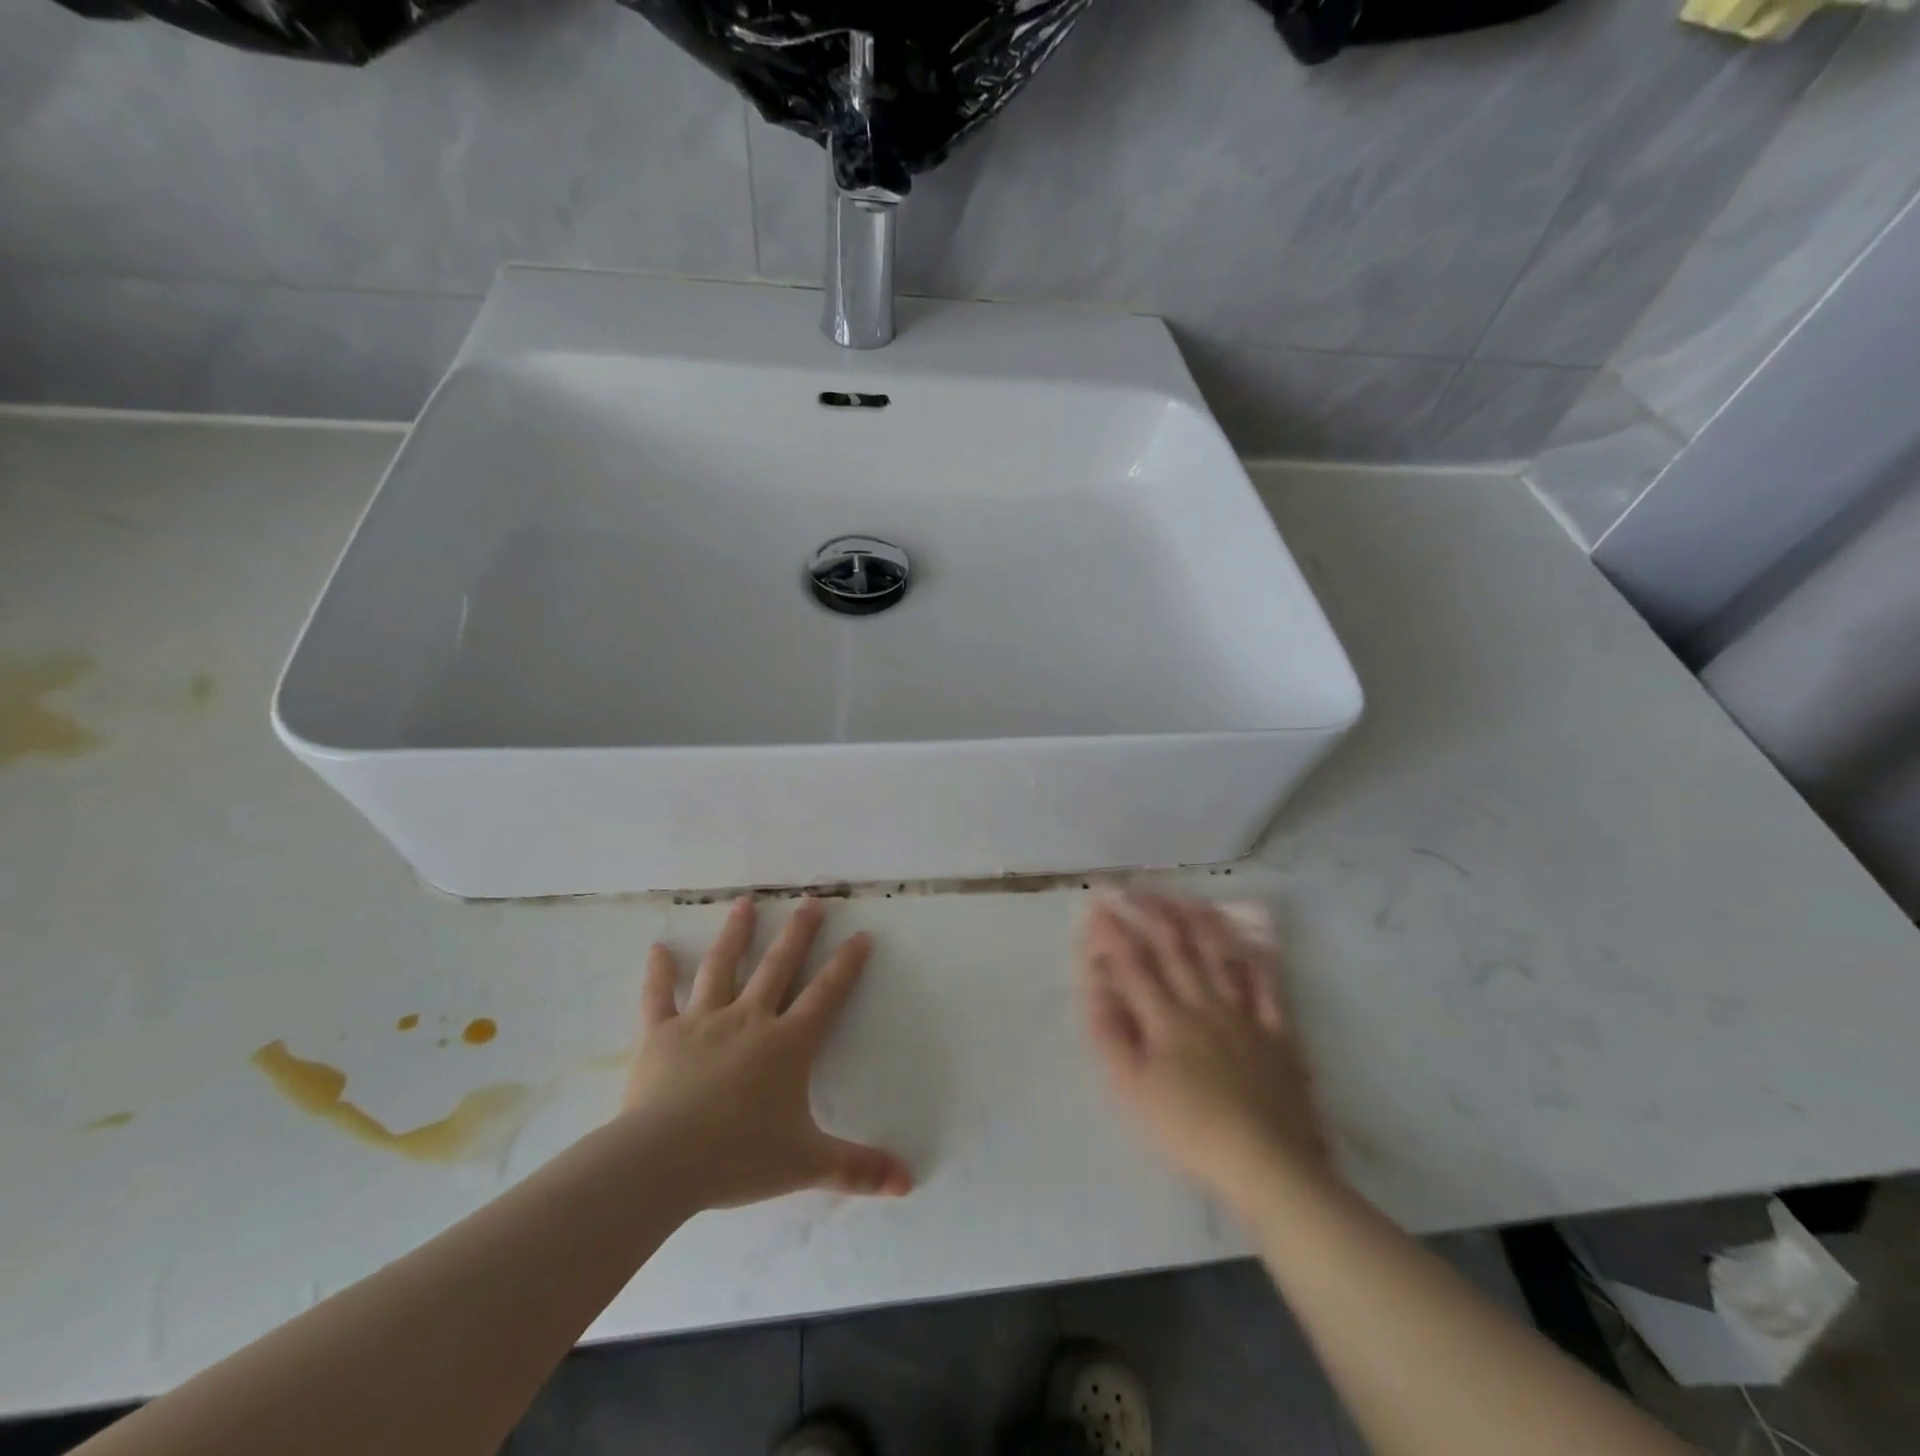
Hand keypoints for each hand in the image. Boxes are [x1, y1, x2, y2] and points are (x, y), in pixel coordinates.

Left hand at [618, 896, 912, 1212]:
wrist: (662, 1163)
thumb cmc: (739, 1158)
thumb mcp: (806, 1164)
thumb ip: (857, 1169)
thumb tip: (908, 1183)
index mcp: (787, 1044)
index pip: (826, 994)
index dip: (847, 964)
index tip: (861, 934)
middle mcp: (749, 1020)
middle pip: (778, 966)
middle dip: (798, 933)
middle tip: (810, 901)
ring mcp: (702, 1022)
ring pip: (722, 967)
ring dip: (736, 934)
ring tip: (745, 903)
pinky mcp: (660, 1035)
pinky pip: (658, 998)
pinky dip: (658, 973)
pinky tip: (658, 948)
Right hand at [1080, 893, 1331, 1207]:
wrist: (1265, 1163)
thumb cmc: (1189, 1129)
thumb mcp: (1132, 1087)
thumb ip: (1110, 1031)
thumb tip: (1096, 982)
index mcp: (1165, 1018)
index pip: (1133, 963)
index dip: (1112, 931)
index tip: (1097, 904)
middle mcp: (1203, 1003)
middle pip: (1175, 947)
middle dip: (1151, 912)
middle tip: (1133, 888)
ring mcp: (1244, 1014)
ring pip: (1220, 955)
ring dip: (1199, 922)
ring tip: (1184, 898)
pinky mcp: (1278, 1033)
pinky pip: (1269, 986)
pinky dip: (1259, 959)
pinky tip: (1253, 939)